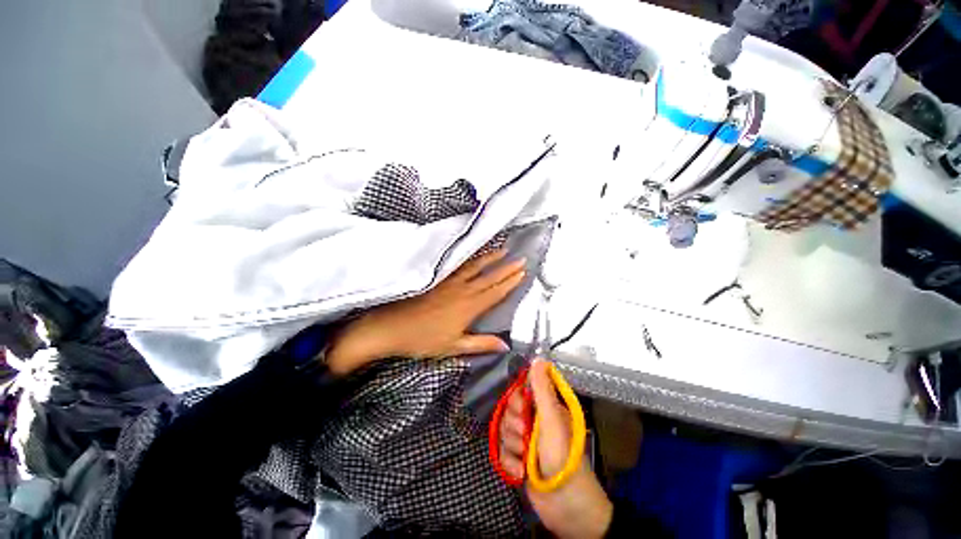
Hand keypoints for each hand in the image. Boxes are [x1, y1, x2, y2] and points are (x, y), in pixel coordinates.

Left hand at [325, 249, 525, 374]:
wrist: (391, 327)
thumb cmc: (423, 339)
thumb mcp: (454, 346)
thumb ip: (481, 344)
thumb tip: (505, 345)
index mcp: (469, 307)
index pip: (495, 292)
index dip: (510, 282)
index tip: (522, 272)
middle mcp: (462, 290)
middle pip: (489, 277)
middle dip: (506, 267)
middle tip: (520, 258)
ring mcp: (449, 281)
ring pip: (474, 266)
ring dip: (490, 257)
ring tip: (502, 249)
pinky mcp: (437, 278)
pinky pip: (457, 265)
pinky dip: (469, 258)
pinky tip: (472, 254)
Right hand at [500, 361, 613, 538]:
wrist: (566, 508)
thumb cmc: (562, 459)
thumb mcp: (551, 421)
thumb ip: (542, 390)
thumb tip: (538, 359)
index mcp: (546, 407)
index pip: (522, 389)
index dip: (517, 398)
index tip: (521, 409)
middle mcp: (536, 420)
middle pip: (510, 410)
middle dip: (514, 425)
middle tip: (525, 435)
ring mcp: (527, 440)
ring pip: (505, 430)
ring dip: (512, 446)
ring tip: (525, 459)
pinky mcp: (519, 458)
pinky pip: (503, 451)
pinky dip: (510, 463)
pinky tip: (520, 473)